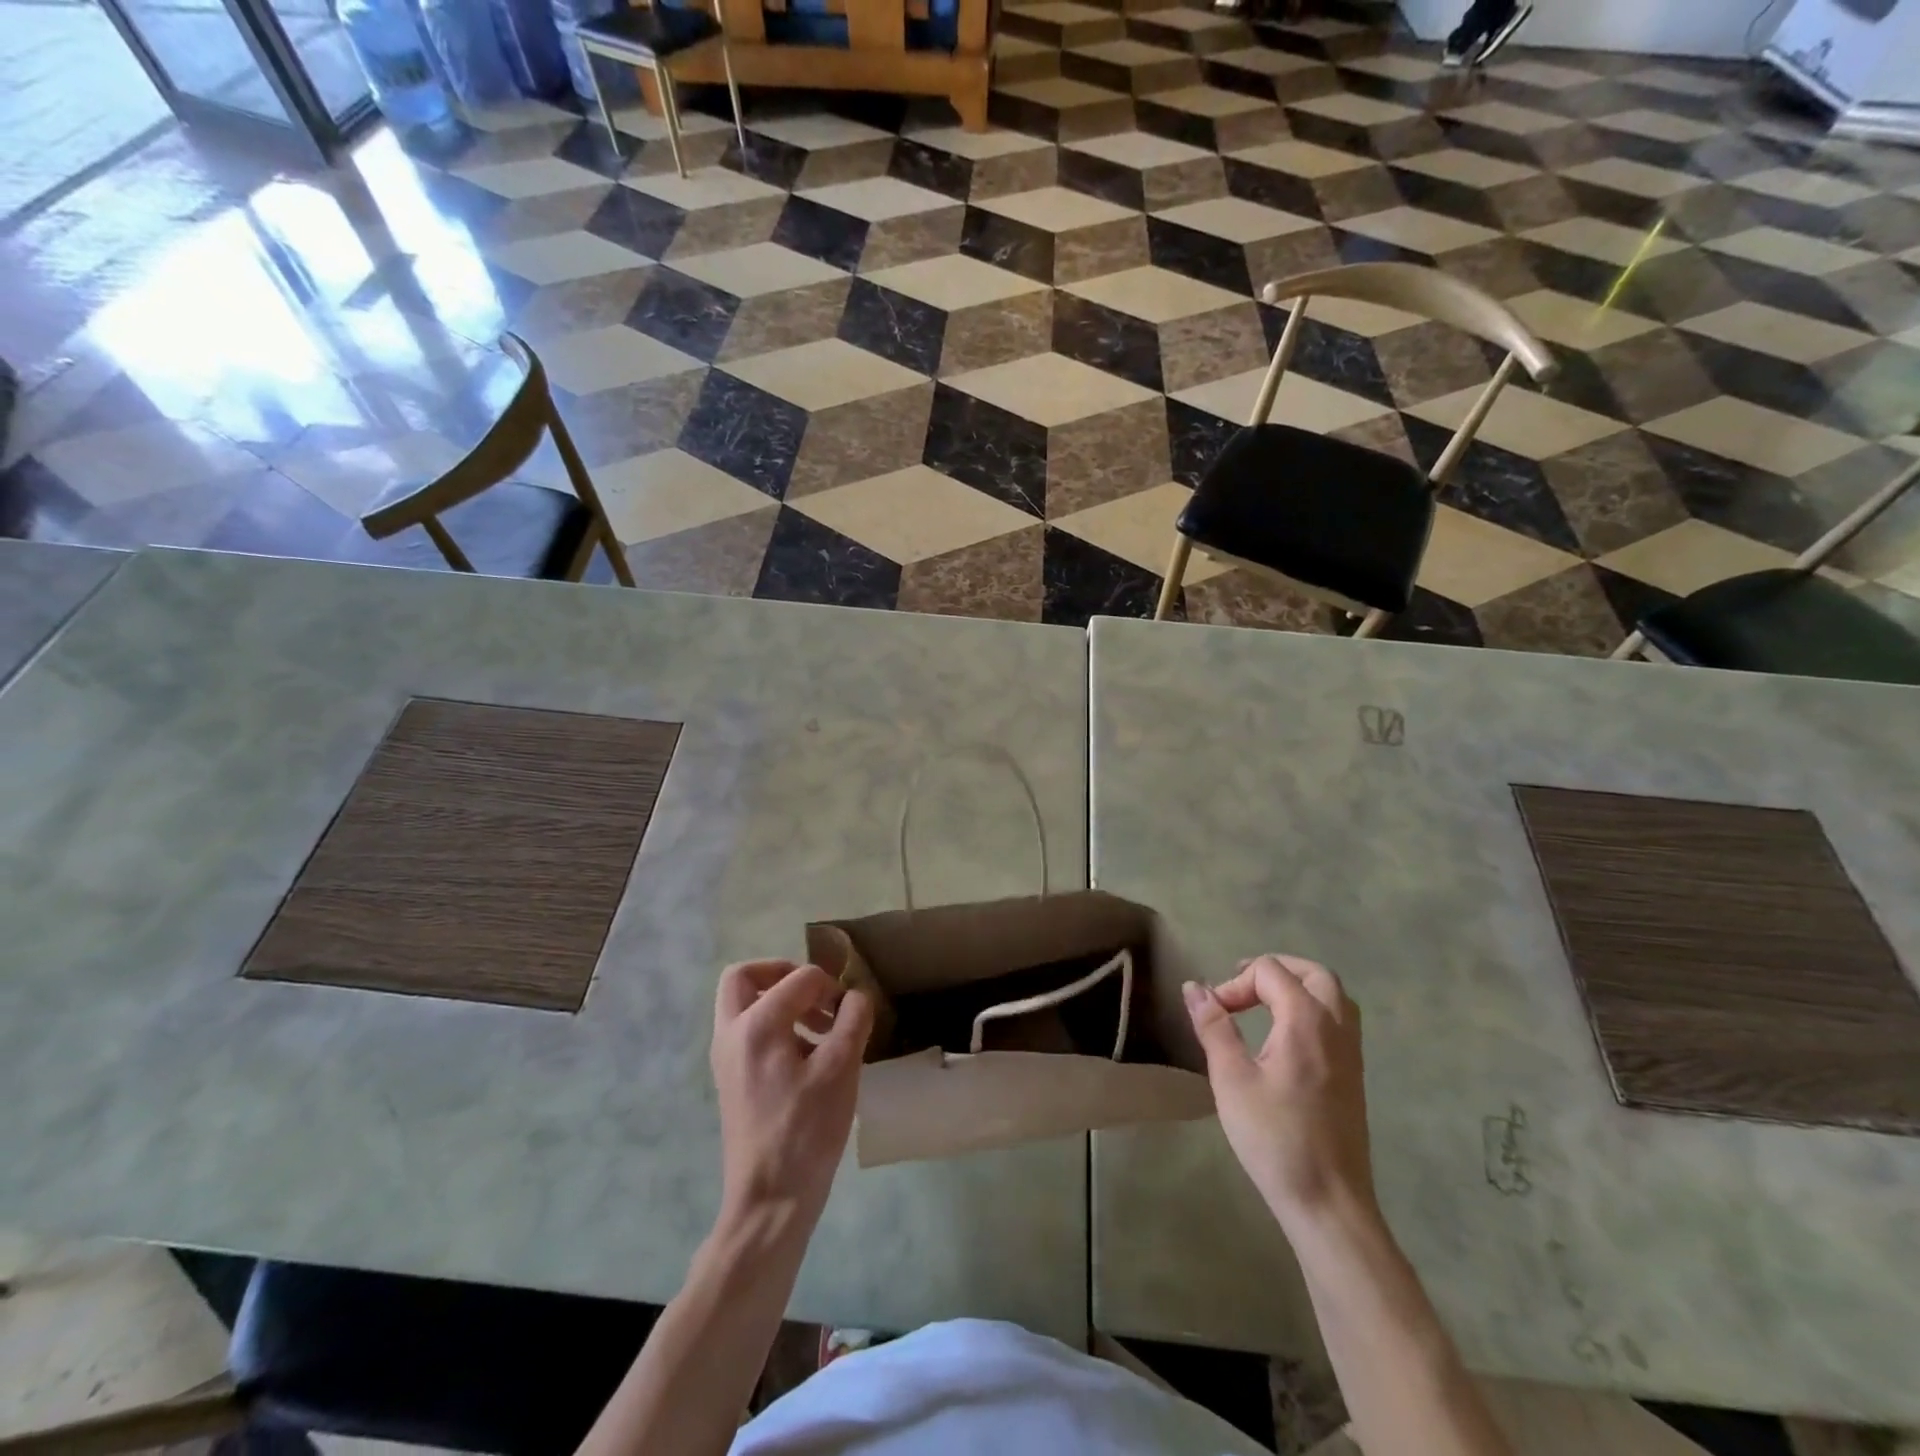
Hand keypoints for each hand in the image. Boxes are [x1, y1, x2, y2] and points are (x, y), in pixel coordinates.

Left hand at [712, 959, 873, 1229]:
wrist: (769, 1200)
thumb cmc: (806, 1131)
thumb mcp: (841, 1069)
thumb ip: (853, 1020)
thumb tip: (855, 996)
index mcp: (757, 1025)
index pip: (799, 978)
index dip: (832, 986)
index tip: (852, 1012)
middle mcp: (732, 1033)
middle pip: (745, 977)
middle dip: (782, 974)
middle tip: (816, 993)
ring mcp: (726, 1059)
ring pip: (743, 1005)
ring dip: (780, 1001)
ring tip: (821, 1028)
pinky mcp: (731, 1080)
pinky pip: (747, 1032)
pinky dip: (774, 1027)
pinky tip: (808, 1057)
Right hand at [1183, 955, 1373, 1230]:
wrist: (1329, 1202)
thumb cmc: (1275, 1138)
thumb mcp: (1231, 1079)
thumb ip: (1214, 1027)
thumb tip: (1194, 987)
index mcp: (1306, 1021)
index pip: (1270, 972)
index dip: (1236, 983)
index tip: (1214, 1014)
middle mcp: (1336, 1027)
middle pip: (1313, 973)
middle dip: (1274, 970)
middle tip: (1242, 987)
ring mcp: (1351, 1053)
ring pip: (1333, 996)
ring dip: (1298, 987)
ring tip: (1263, 1004)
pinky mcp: (1354, 1076)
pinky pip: (1339, 1021)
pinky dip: (1312, 1010)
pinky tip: (1286, 1038)